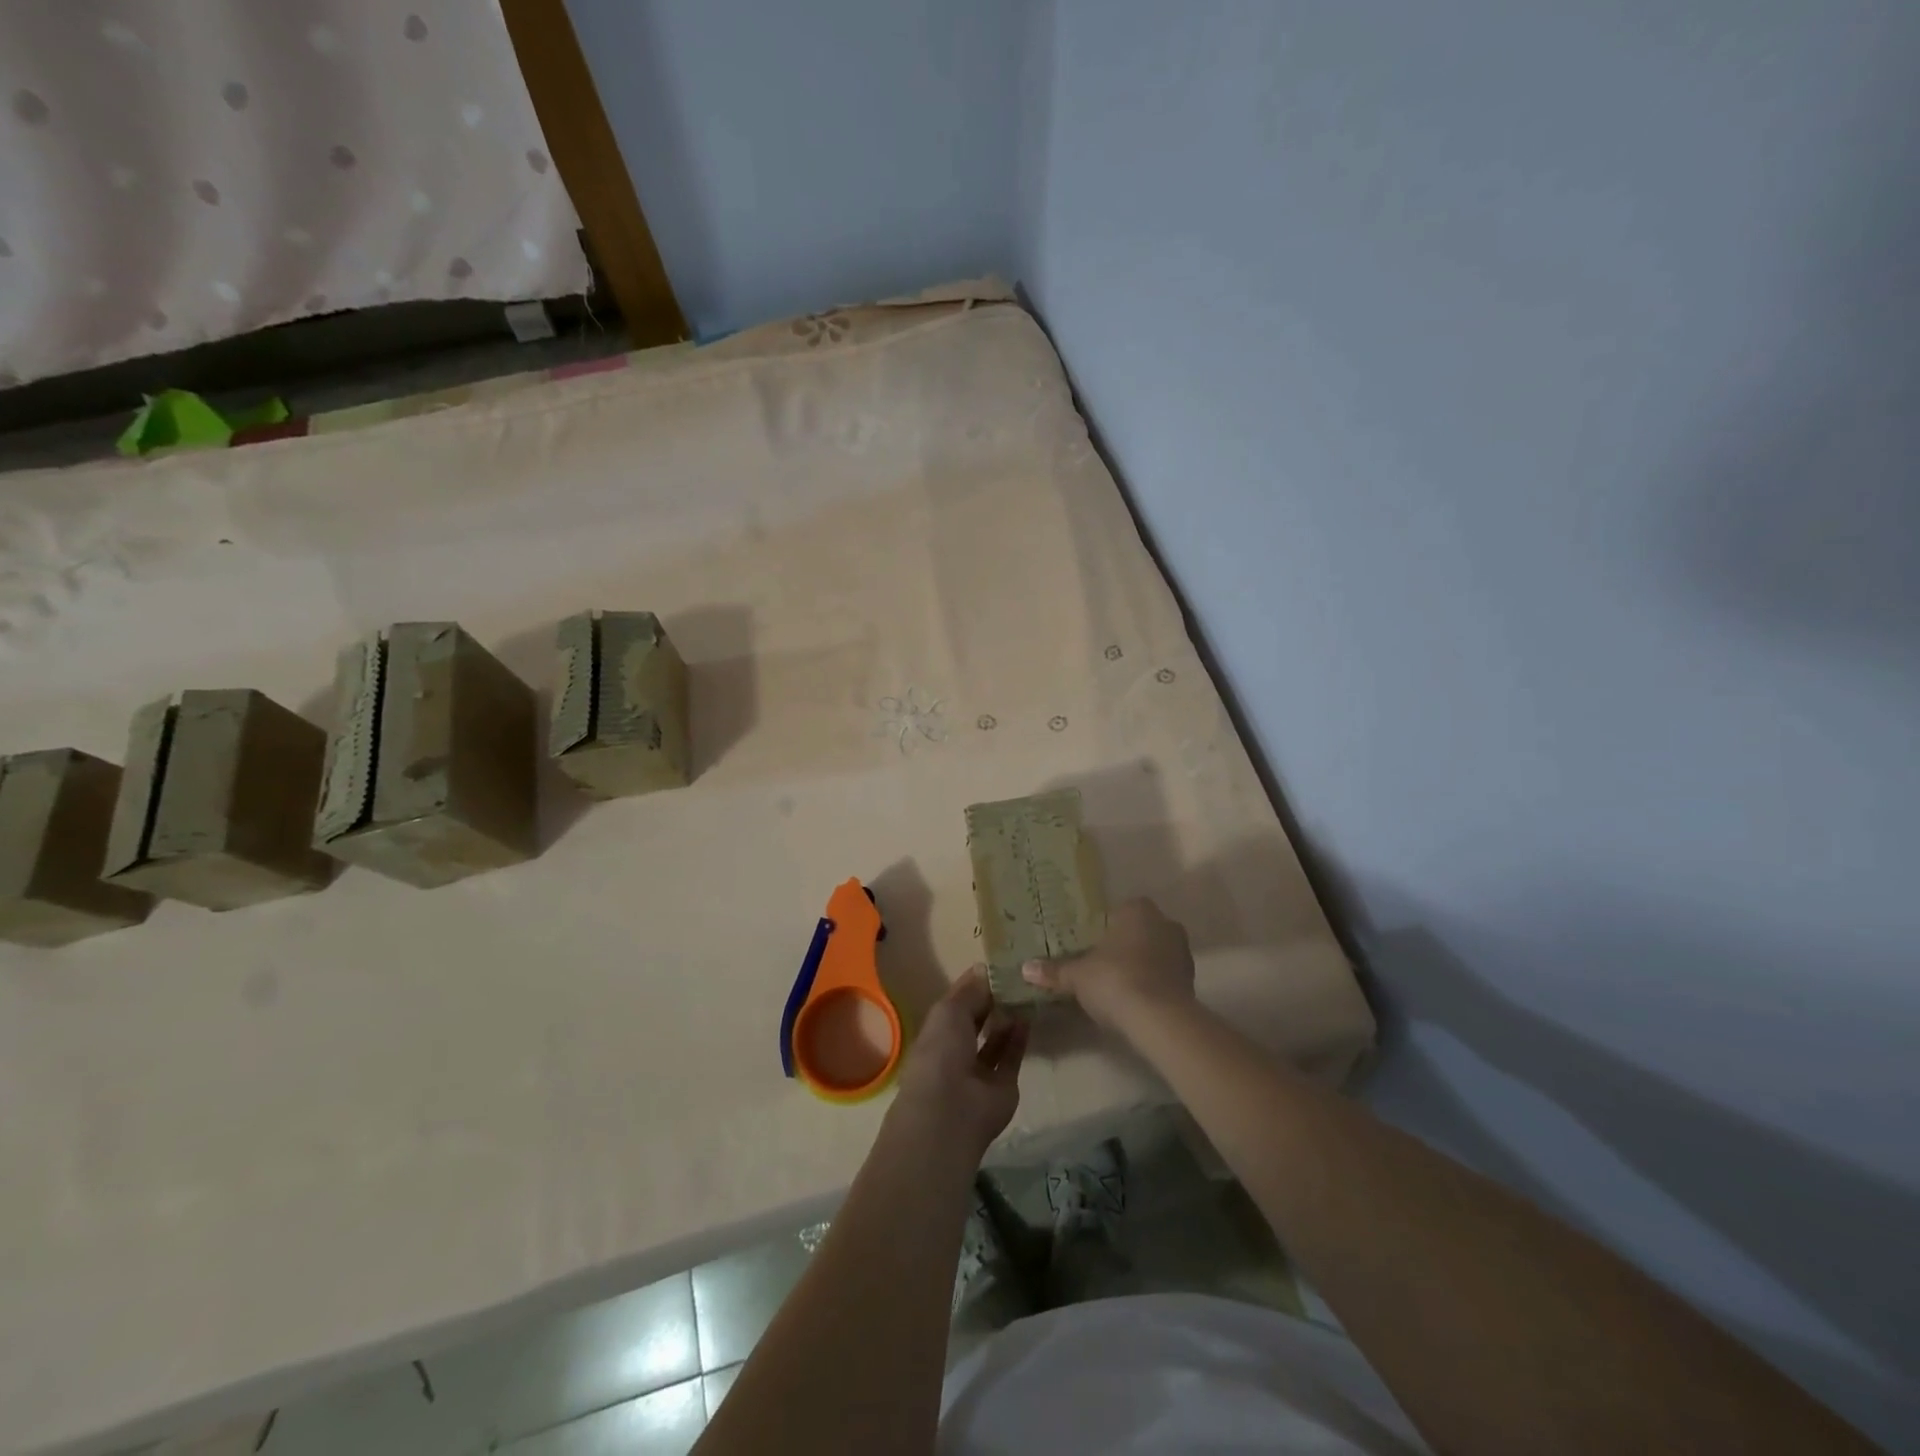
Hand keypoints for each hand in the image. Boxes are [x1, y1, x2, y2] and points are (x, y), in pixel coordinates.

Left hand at [892, 966, 1027, 1156]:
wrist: (951, 1112)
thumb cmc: (941, 1052)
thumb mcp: (950, 1011)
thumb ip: (970, 991)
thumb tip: (984, 969)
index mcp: (938, 1030)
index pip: (957, 1002)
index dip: (974, 984)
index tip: (997, 964)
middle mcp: (957, 1049)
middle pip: (978, 1020)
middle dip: (993, 1001)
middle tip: (1017, 977)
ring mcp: (979, 1070)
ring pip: (996, 1039)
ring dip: (1008, 1019)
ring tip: (1026, 993)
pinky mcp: (1002, 1085)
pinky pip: (1012, 1057)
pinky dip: (1019, 1039)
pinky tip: (1029, 1018)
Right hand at [1021, 897, 1195, 1033]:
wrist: (1159, 1018)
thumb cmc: (1114, 980)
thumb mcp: (1077, 976)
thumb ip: (1054, 971)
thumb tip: (1025, 969)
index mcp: (1137, 910)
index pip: (1122, 909)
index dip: (1107, 926)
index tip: (1093, 944)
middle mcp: (1164, 923)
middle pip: (1141, 930)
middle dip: (1126, 944)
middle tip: (1103, 963)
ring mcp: (1182, 952)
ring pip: (1156, 952)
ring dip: (1143, 964)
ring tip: (1119, 985)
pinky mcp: (1191, 981)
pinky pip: (1166, 975)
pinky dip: (1154, 984)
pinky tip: (1136, 1001)